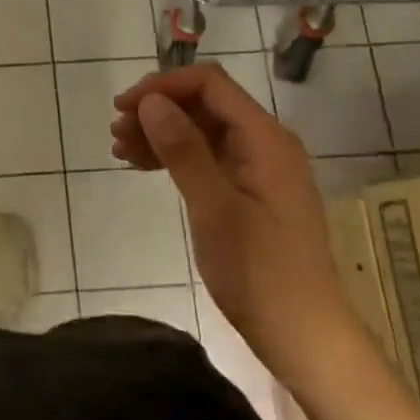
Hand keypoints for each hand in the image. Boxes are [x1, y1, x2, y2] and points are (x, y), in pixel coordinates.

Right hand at [111, 63, 354, 382]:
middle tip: (116, 132)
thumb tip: (151, 101)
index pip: (210, 84)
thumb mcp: (213, 208)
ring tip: (120, 149)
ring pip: (201, 129)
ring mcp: (258, 167)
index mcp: (265, 139)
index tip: (123, 108)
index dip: (163, 86)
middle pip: (204, 103)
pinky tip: (143, 165)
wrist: (303, 336)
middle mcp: (265, 143)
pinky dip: (174, 155)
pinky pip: (206, 155)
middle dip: (158, 109)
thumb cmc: (259, 272)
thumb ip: (183, 149)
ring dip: (160, 132)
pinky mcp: (249, 190)